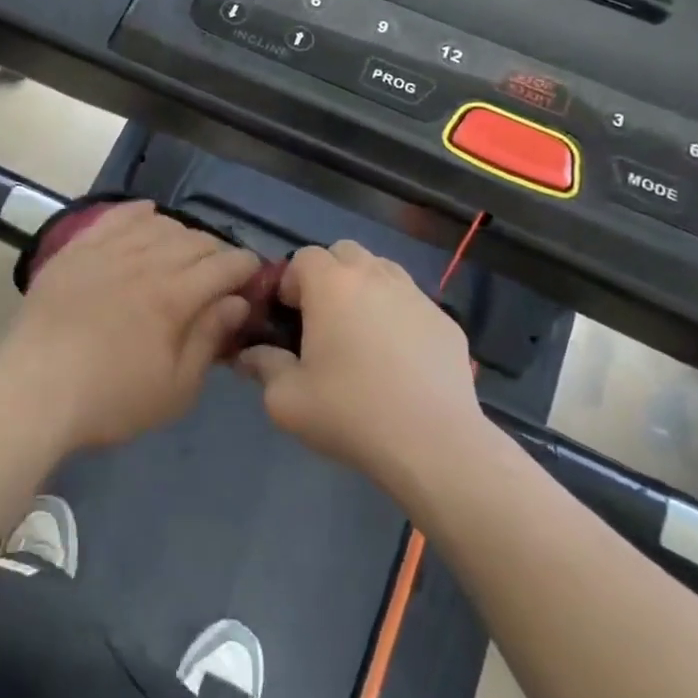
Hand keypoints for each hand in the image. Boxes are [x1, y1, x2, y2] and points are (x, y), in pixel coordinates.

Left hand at [0, 202, 260, 451]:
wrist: (36, 389)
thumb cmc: (111, 398)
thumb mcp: (176, 388)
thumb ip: (209, 339)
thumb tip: (237, 302)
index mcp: (176, 296)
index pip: (224, 265)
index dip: (245, 267)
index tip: (252, 276)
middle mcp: (146, 261)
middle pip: (194, 240)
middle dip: (216, 252)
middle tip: (219, 273)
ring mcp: (108, 250)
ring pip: (158, 225)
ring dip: (181, 234)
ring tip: (183, 252)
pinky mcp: (77, 249)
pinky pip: (115, 218)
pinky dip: (137, 213)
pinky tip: (147, 215)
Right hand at [238, 242, 481, 492]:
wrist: (433, 445)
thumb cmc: (350, 413)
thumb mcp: (286, 399)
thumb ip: (262, 366)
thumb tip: (250, 355)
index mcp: (331, 285)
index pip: (303, 256)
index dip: (290, 281)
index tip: (289, 317)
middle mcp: (375, 276)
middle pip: (345, 252)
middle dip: (329, 275)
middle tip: (322, 319)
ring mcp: (416, 296)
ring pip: (382, 270)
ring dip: (365, 288)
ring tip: (361, 333)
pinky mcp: (446, 322)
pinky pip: (412, 303)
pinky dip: (398, 316)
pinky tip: (399, 358)